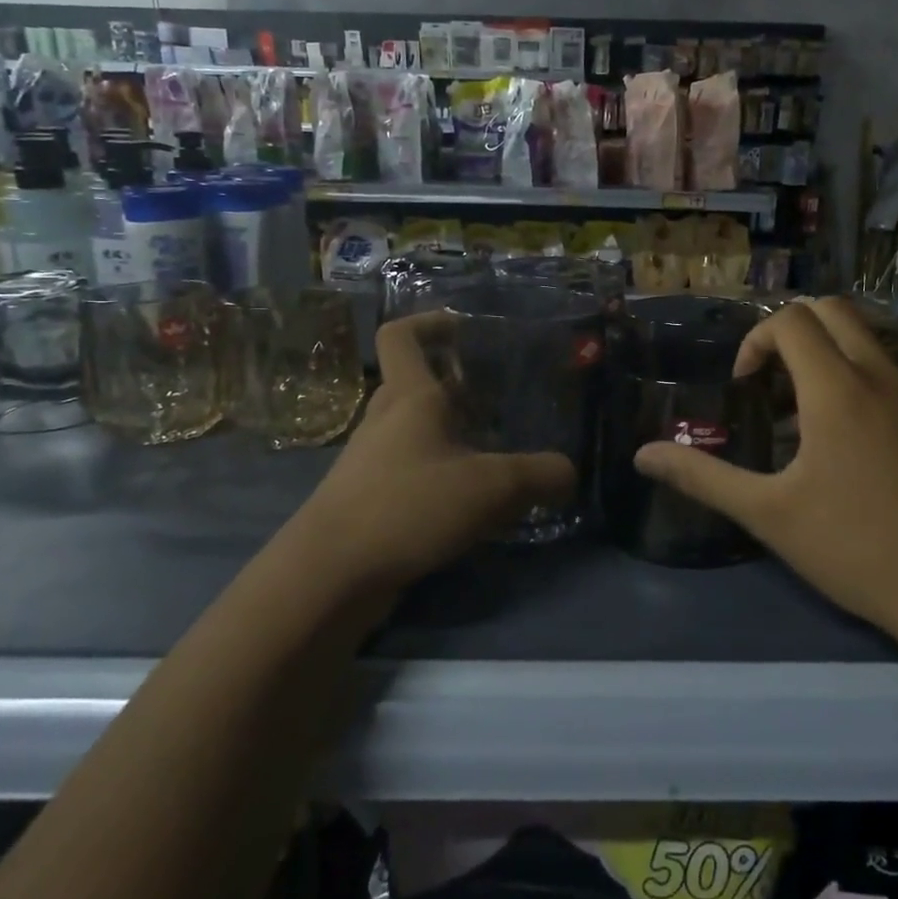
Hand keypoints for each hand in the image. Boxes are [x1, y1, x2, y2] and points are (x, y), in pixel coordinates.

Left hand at [287, 312, 576, 591]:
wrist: (330, 575)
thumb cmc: (408, 507)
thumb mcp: (491, 487)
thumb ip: (539, 475)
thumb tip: (567, 473)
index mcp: (408, 397)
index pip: (401, 335)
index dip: (430, 322)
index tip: (466, 329)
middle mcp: (385, 420)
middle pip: (417, 383)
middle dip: (458, 385)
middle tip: (502, 399)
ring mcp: (373, 461)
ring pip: (417, 430)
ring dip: (453, 433)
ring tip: (498, 452)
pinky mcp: (370, 499)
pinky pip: (413, 470)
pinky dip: (442, 474)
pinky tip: (472, 502)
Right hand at [632, 297, 897, 640]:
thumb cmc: (855, 547)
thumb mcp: (767, 514)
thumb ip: (702, 477)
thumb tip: (641, 455)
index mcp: (837, 388)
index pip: (790, 320)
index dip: (754, 342)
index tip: (742, 390)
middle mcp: (877, 375)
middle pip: (830, 310)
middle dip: (787, 331)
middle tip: (765, 383)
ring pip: (861, 335)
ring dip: (820, 350)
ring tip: (794, 410)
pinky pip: (880, 366)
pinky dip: (848, 371)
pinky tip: (833, 437)